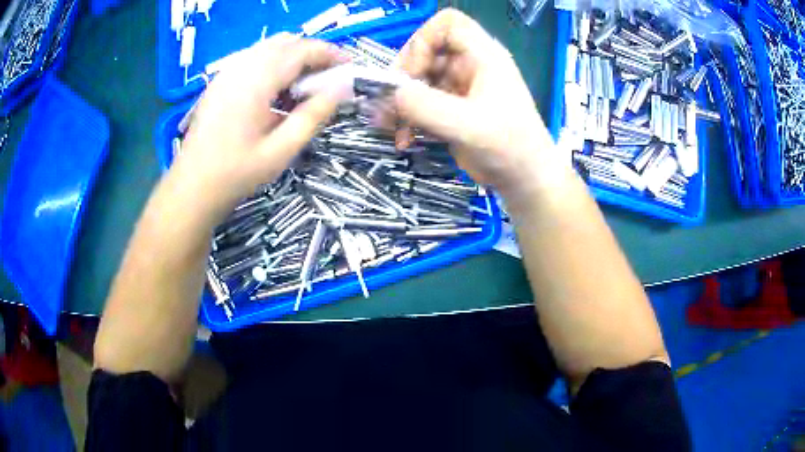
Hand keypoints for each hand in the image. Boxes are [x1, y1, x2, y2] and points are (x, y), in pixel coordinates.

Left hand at [171, 33, 350, 220]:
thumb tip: (342, 89)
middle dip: (312, 54)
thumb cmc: (236, 173)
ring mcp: (227, 73)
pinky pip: (253, 59)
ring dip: (292, 58)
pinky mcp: (220, 82)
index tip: (350, 67)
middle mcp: (241, 67)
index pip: (301, 50)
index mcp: (256, 81)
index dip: (330, 53)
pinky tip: (276, 92)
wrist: (192, 187)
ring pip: (268, 48)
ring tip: (305, 85)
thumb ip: (313, 115)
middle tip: (329, 78)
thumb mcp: (281, 150)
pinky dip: (273, 65)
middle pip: (285, 43)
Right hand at [393, 9, 564, 196]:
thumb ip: (427, 107)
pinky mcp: (452, 108)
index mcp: (483, 56)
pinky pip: (421, 102)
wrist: (524, 180)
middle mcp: (470, 65)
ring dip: (401, 102)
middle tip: (391, 104)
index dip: (424, 39)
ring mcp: (459, 86)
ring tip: (390, 126)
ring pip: (418, 79)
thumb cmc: (510, 147)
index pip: (449, 23)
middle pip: (425, 52)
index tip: (413, 70)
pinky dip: (408, 117)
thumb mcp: (468, 125)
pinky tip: (404, 138)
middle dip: (404, 78)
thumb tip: (390, 94)